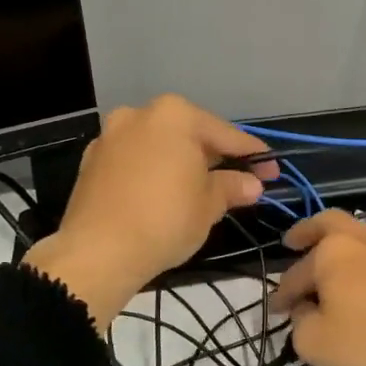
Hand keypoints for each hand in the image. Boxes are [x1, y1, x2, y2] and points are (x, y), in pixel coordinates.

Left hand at [23, 96, 274, 328]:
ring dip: (182, 162)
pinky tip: (164, 194)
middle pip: (189, 134)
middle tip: (239, 180)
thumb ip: (232, 187)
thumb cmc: (165, 219)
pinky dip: (153, 171)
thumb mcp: (209, 204)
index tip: (272, 170)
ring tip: (201, 188)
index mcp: (175, 115)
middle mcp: (140, 114)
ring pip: (159, 145)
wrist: (97, 252)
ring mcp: (111, 136)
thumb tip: (252, 184)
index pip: (226, 135)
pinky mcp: (92, 161)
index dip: (253, 155)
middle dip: (215, 156)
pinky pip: (135, 160)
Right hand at [272, 211, 365, 365]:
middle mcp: (360, 240)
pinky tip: (355, 283)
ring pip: (354, 236)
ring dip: (334, 246)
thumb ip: (299, 323)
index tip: (276, 313)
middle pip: (329, 222)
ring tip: (323, 266)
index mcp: (332, 251)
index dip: (282, 296)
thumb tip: (306, 309)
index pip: (295, 274)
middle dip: (307, 231)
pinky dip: (356, 261)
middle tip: (292, 241)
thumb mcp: (316, 344)